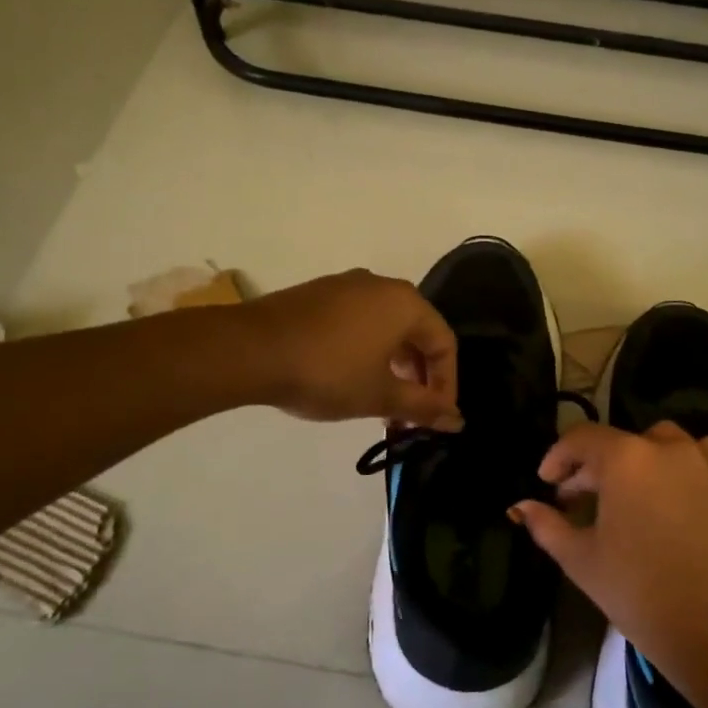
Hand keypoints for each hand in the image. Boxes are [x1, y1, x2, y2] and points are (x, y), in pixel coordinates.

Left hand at [242, 269, 460, 428]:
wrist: (250, 350)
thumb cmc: (327, 372)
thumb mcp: (380, 396)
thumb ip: (422, 407)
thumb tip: (458, 421)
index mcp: (405, 303)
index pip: (443, 343)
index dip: (446, 384)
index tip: (436, 417)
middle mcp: (381, 285)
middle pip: (416, 333)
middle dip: (418, 377)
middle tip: (410, 413)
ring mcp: (346, 286)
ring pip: (386, 328)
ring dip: (392, 366)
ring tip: (381, 402)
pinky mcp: (317, 295)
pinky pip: (358, 322)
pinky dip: (366, 351)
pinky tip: (350, 378)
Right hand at [510, 421, 707, 681]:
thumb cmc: (638, 592)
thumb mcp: (580, 559)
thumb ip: (547, 525)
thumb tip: (521, 506)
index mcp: (625, 459)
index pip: (581, 439)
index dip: (558, 457)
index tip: (548, 483)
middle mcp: (666, 447)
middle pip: (620, 442)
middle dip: (594, 467)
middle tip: (581, 500)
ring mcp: (705, 462)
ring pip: (662, 442)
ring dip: (639, 459)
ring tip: (631, 493)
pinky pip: (703, 455)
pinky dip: (683, 463)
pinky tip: (675, 491)